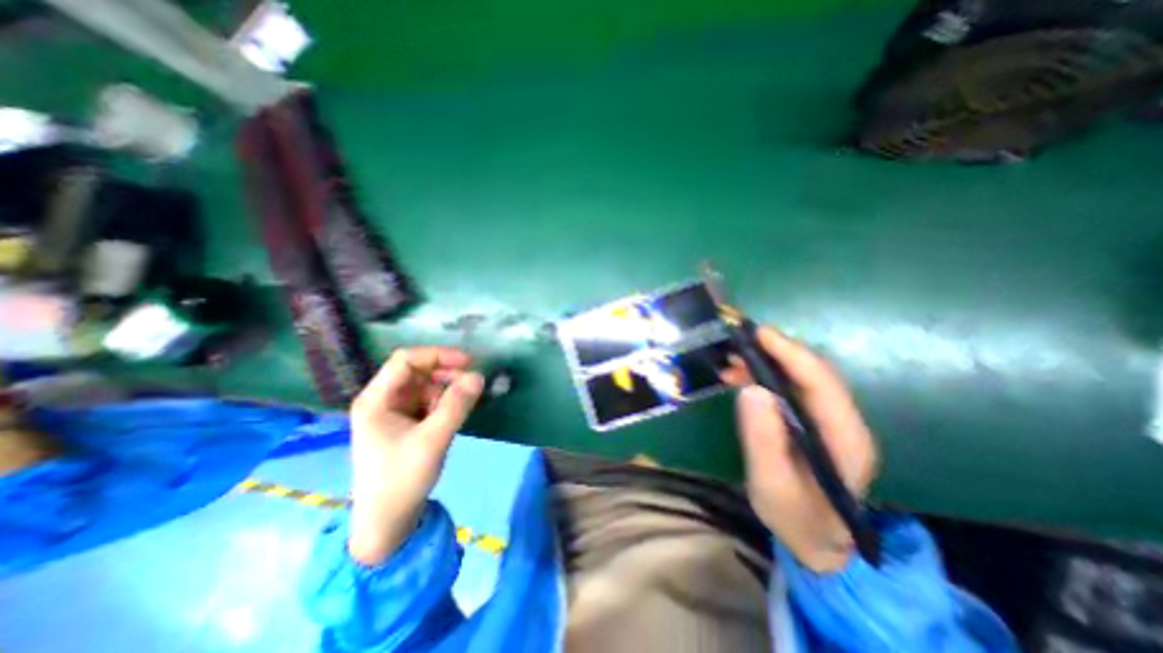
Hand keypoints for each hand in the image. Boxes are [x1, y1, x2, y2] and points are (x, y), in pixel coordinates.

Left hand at [350, 346, 486, 565]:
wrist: (388, 523)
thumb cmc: (402, 480)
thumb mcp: (433, 440)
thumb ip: (456, 405)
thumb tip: (479, 376)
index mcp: (376, 399)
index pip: (406, 360)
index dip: (438, 355)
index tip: (468, 362)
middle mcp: (383, 400)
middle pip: (418, 371)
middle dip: (446, 373)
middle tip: (473, 383)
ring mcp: (394, 412)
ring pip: (426, 386)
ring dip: (448, 389)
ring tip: (465, 404)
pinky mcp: (406, 423)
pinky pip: (429, 401)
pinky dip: (445, 402)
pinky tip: (456, 413)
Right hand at [725, 327, 876, 571]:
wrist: (817, 540)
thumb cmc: (796, 517)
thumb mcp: (772, 485)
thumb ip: (763, 440)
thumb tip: (751, 389)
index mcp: (844, 438)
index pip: (821, 382)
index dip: (791, 353)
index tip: (758, 334)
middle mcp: (842, 421)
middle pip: (811, 373)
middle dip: (774, 352)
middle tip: (735, 343)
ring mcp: (826, 420)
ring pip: (797, 377)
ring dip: (764, 363)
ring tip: (730, 359)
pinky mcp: (810, 421)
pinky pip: (786, 389)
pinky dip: (761, 377)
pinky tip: (738, 377)